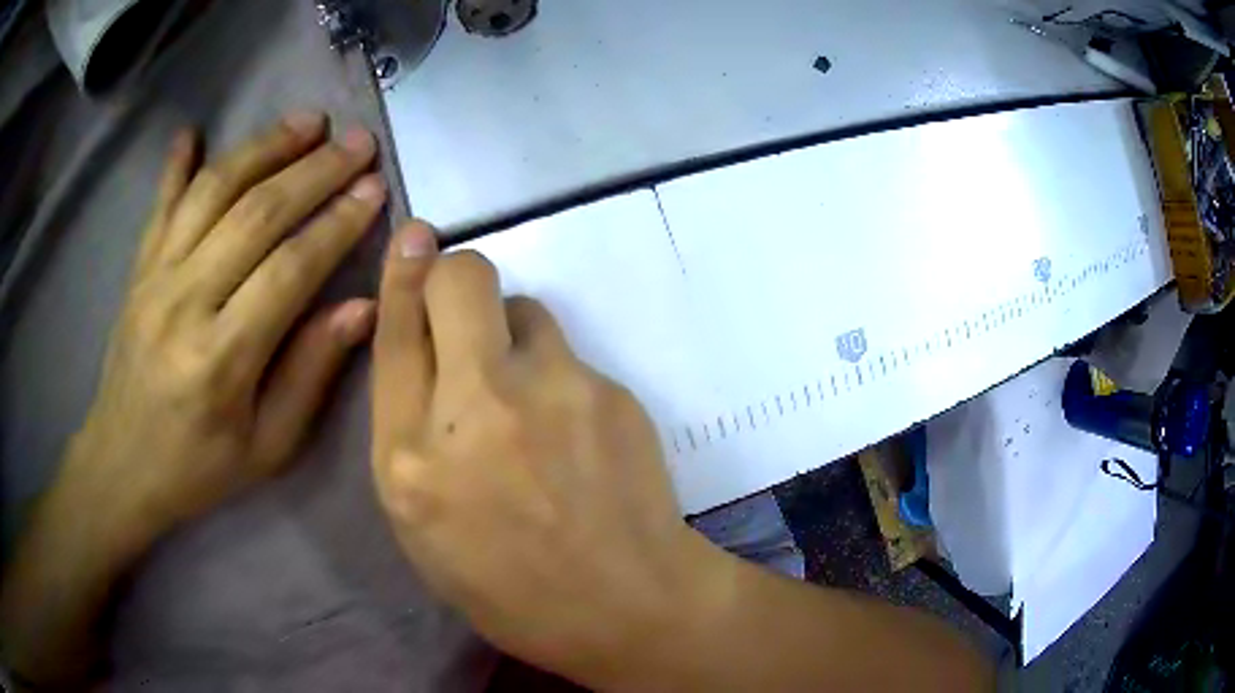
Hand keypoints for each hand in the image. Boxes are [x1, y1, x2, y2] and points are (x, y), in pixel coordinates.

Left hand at [67, 112, 384, 540]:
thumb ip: (310, 375)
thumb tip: (360, 308)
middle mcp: (184, 303)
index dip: (336, 224)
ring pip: (212, 191)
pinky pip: (160, 204)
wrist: (121, 466)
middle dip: (313, 170)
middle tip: (357, 141)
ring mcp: (154, 278)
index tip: (375, 189)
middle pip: (255, 214)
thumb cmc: (198, 467)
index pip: (289, 270)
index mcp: (221, 359)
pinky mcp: (137, 270)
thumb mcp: (267, 447)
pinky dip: (177, 164)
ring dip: (263, 148)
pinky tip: (194, 130)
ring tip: (306, 122)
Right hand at [371, 223, 716, 687]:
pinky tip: (574, 432)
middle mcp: (476, 408)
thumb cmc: (508, 587)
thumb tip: (421, 351)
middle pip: (462, 279)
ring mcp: (553, 392)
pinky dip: (558, 376)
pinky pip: (568, 353)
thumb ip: (409, 434)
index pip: (395, 333)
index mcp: (411, 458)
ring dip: (513, 337)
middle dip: (455, 275)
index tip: (414, 237)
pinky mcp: (610, 391)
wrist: (624, 605)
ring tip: (530, 400)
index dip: (402, 276)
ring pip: (524, 309)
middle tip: (464, 309)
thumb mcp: (423, 526)